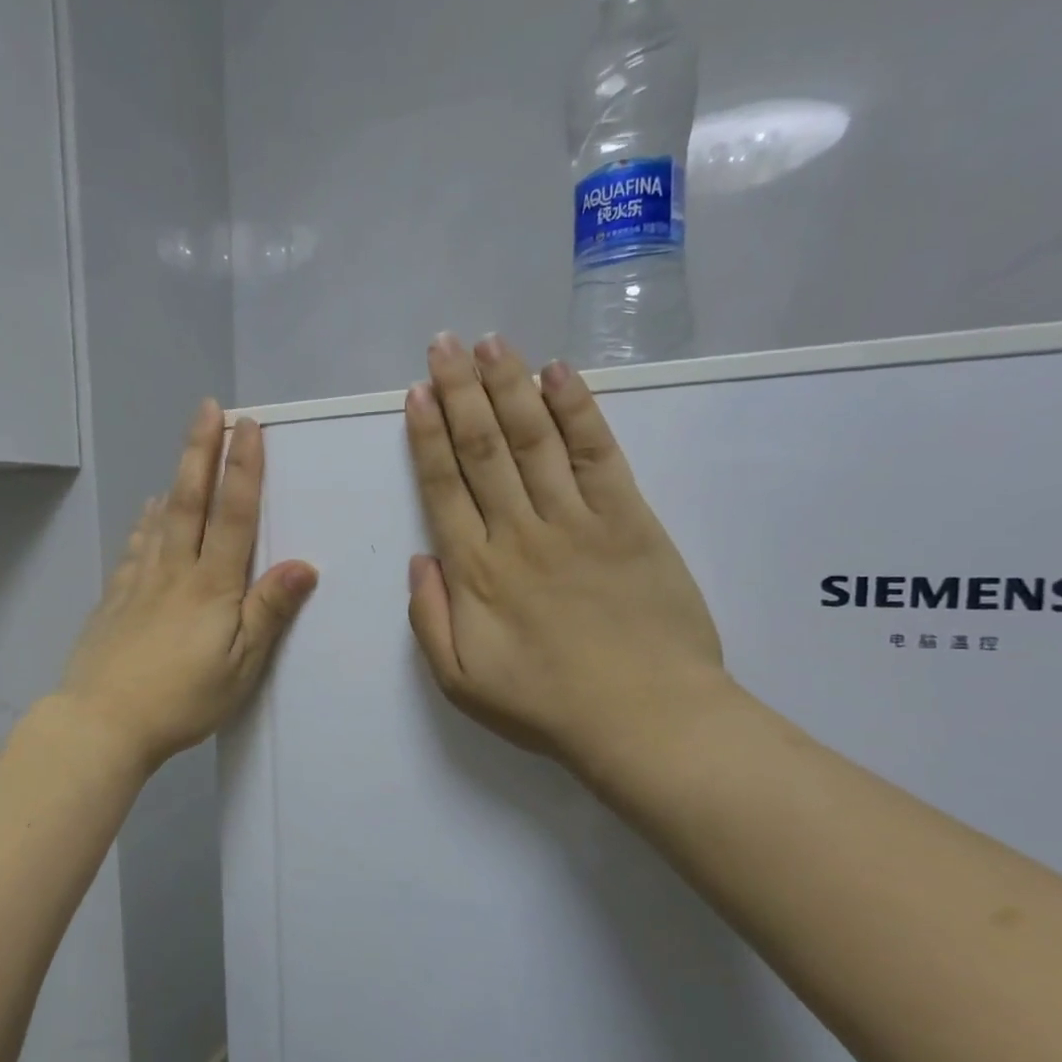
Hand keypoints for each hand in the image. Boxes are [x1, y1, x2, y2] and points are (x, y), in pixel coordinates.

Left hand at [60, 400, 317, 774]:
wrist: (102, 722)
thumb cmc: (182, 699)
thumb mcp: (240, 666)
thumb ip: (268, 613)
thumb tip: (304, 564)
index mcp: (211, 587)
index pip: (233, 516)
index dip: (242, 470)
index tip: (248, 427)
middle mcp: (175, 572)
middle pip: (191, 502)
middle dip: (202, 451)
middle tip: (209, 408)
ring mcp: (140, 582)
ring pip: (161, 518)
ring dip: (176, 477)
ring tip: (185, 447)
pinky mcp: (116, 599)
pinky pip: (135, 547)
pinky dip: (146, 521)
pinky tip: (148, 511)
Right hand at [404, 333, 727, 789]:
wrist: (645, 719)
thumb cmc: (545, 705)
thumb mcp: (460, 681)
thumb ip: (429, 619)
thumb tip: (421, 559)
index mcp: (475, 570)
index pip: (443, 486)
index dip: (427, 435)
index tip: (417, 393)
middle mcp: (519, 531)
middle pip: (482, 448)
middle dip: (460, 391)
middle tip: (444, 344)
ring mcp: (576, 520)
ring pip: (534, 438)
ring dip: (509, 386)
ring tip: (490, 342)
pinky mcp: (629, 519)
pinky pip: (597, 453)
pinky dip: (577, 410)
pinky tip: (558, 374)